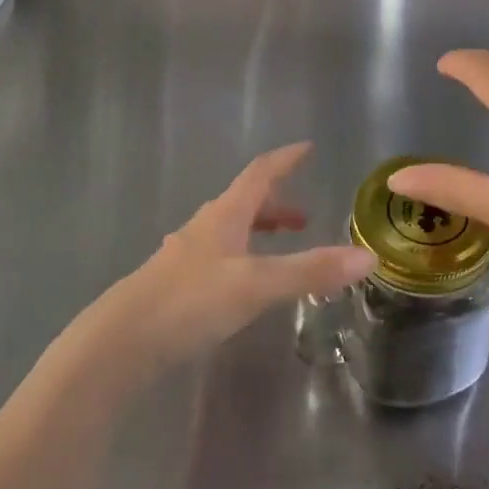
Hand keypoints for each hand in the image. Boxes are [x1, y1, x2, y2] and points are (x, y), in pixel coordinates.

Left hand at [83, 144, 370, 376]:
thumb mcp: (257, 285)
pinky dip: (242, 259)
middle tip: (304, 216)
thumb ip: (310, 271)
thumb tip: (367, 257)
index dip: (284, 160)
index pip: (259, 174)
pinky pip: (218, 258)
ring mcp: (186, 256)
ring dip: (258, 232)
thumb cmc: (190, 301)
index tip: (306, 148)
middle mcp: (204, 228)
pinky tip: (243, 287)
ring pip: (230, 232)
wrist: (121, 341)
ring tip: (281, 251)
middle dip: (276, 205)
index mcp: (224, 215)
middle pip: (244, 203)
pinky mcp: (176, 286)